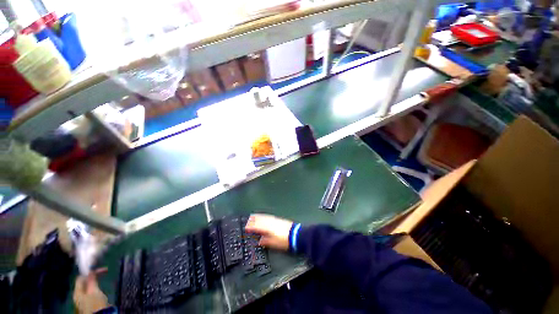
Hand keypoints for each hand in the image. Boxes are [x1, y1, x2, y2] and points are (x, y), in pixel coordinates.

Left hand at [73, 268, 108, 313]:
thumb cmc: (96, 302)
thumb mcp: (94, 290)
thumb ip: (91, 279)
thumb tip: (91, 270)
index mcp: (76, 292)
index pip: (80, 278)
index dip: (90, 272)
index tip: (101, 269)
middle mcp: (77, 296)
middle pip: (84, 283)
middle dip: (93, 277)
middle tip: (104, 272)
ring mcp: (82, 301)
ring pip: (88, 287)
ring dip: (95, 282)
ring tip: (103, 280)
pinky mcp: (88, 304)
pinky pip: (90, 292)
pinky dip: (95, 288)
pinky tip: (100, 291)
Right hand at [244, 214, 293, 250]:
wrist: (295, 234)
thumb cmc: (285, 240)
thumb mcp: (274, 244)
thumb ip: (266, 241)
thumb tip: (260, 240)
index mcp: (268, 228)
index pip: (257, 226)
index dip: (251, 227)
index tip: (246, 227)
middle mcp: (270, 223)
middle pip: (260, 220)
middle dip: (253, 220)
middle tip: (248, 221)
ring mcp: (274, 220)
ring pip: (264, 217)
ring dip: (258, 217)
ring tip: (253, 216)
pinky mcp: (278, 219)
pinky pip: (268, 216)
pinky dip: (264, 216)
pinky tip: (263, 216)